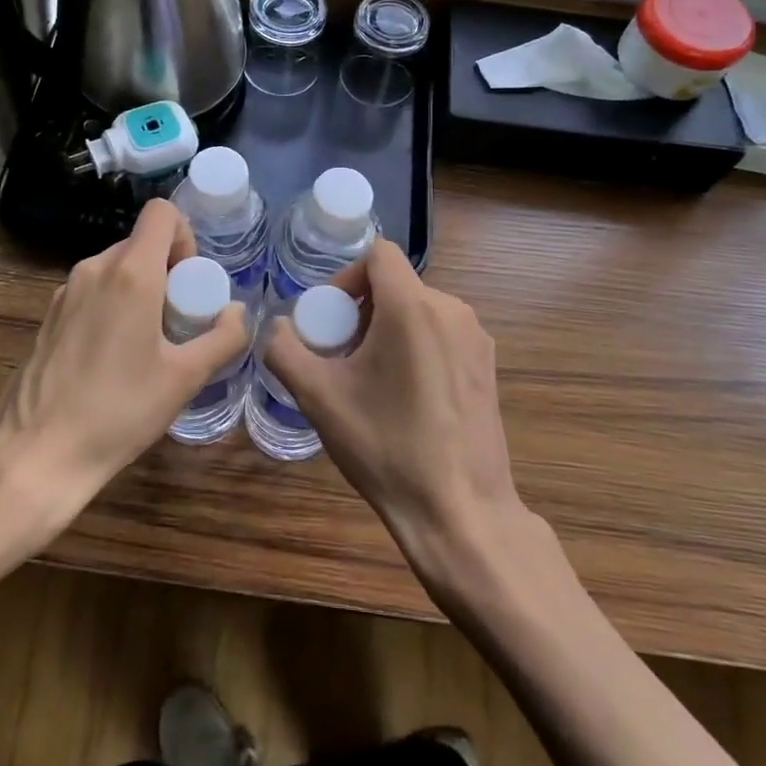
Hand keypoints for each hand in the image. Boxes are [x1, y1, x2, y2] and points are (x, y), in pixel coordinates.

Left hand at [0, 200, 248, 512]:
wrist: (36, 454)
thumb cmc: (119, 411)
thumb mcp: (185, 378)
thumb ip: (224, 338)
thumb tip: (239, 312)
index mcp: (130, 273)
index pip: (162, 213)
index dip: (185, 236)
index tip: (191, 283)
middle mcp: (94, 268)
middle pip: (141, 243)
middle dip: (168, 271)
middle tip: (178, 321)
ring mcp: (65, 291)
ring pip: (116, 268)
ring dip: (141, 289)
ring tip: (148, 344)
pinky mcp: (48, 315)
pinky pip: (93, 291)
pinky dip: (113, 305)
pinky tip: (113, 358)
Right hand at [262, 240, 523, 577]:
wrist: (460, 511)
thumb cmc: (387, 448)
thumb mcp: (319, 398)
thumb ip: (285, 350)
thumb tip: (276, 328)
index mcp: (414, 307)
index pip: (379, 255)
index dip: (346, 277)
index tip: (331, 319)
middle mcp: (452, 310)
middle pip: (397, 284)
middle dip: (362, 309)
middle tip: (342, 355)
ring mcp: (477, 339)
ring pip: (420, 309)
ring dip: (388, 328)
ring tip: (371, 379)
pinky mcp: (489, 366)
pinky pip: (443, 334)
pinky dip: (417, 346)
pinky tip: (406, 397)